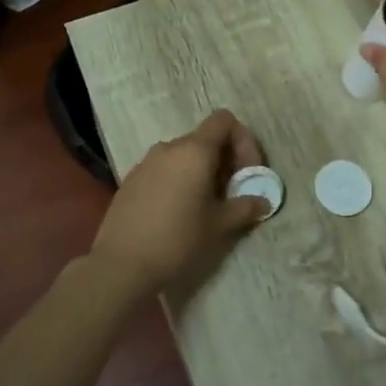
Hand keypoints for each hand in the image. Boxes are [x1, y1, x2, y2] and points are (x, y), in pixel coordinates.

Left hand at [91, 109, 269, 298]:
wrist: (121, 264)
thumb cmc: (178, 240)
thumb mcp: (219, 225)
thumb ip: (245, 207)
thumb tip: (263, 201)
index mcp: (194, 151)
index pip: (224, 121)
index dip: (244, 141)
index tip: (248, 173)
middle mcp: (169, 148)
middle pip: (205, 139)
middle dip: (226, 161)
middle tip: (233, 194)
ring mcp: (146, 162)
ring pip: (183, 156)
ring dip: (202, 172)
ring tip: (207, 205)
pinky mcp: (131, 180)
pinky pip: (164, 170)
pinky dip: (179, 180)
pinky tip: (178, 212)